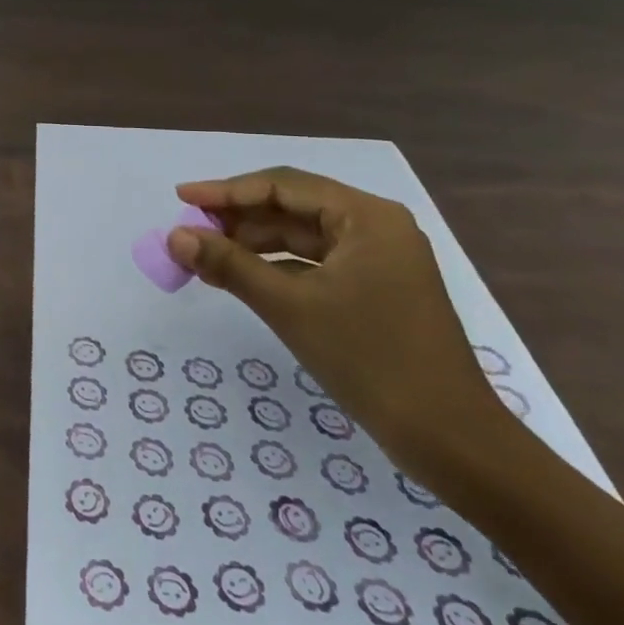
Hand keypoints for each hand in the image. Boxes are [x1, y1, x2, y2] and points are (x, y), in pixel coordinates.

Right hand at [167, 167, 508, 477]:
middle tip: (188, 231)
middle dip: (237, 218)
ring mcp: (378, 259)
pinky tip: (240, 277)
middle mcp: (375, 227)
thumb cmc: (370, 359)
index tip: (181, 197)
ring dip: (252, 243)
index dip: (226, 190)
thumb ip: (228, 264)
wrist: (449, 439)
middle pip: (292, 207)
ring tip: (204, 255)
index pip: (283, 185)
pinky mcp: (375, 289)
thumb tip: (174, 236)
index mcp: (366, 217)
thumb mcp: (289, 306)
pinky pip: (313, 263)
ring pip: (300, 236)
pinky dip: (275, 267)